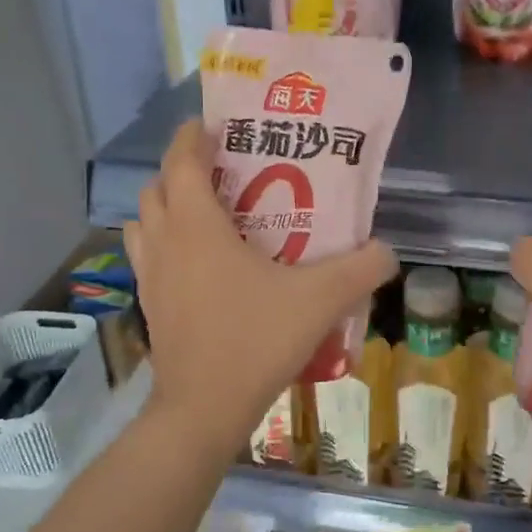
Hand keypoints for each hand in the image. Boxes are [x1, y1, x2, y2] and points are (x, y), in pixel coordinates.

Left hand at [124, 119, 397, 453]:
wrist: (204, 408)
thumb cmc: (256, 340)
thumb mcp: (320, 300)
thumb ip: (361, 269)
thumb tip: (387, 251)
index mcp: (197, 225)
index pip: (182, 162)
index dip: (192, 136)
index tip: (211, 124)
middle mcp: (165, 242)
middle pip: (157, 188)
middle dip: (182, 171)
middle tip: (219, 173)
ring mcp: (151, 277)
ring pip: (144, 223)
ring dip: (166, 208)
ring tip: (203, 215)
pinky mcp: (150, 307)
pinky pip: (149, 258)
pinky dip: (164, 246)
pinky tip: (198, 266)